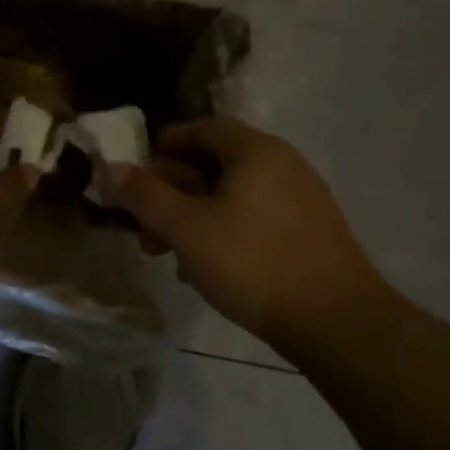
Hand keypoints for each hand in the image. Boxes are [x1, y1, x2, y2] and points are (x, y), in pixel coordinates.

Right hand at [106, 118, 391, 349]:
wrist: (336, 321)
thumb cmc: (252, 262)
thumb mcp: (185, 228)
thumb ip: (145, 195)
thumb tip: (113, 169)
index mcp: (255, 151)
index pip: (202, 128)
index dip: (164, 143)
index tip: (134, 168)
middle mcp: (282, 165)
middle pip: (213, 163)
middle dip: (170, 190)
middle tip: (142, 222)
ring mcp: (300, 199)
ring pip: (230, 196)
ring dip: (191, 216)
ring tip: (164, 253)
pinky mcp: (308, 232)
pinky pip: (252, 218)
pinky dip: (220, 231)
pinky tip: (202, 268)